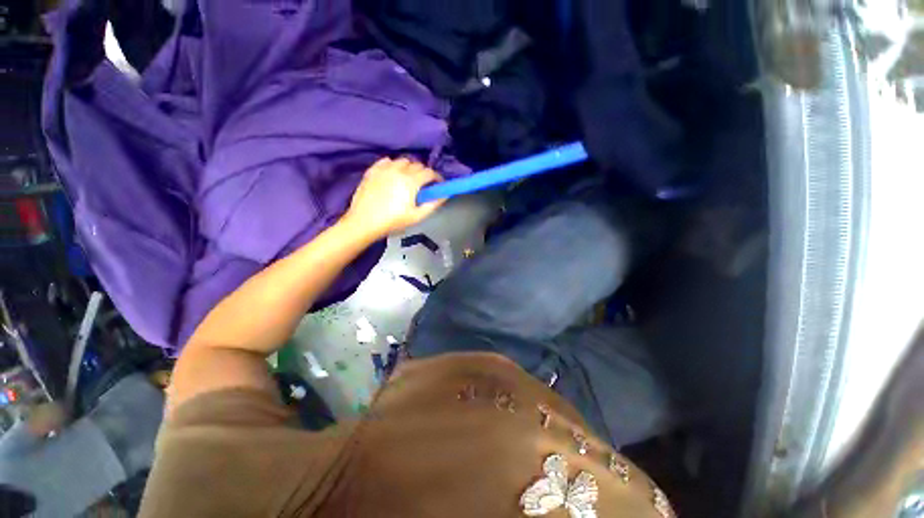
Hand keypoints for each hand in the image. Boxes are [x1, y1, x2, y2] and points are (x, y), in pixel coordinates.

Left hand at [343, 157, 444, 238]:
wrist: (364, 222)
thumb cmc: (392, 221)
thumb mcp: (416, 216)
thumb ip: (433, 204)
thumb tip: (444, 195)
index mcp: (411, 181)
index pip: (429, 172)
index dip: (437, 178)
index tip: (438, 185)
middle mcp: (399, 170)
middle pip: (417, 165)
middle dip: (424, 173)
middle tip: (424, 185)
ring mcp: (384, 169)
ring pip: (402, 161)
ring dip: (409, 168)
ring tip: (408, 179)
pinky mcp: (372, 171)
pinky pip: (386, 161)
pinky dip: (393, 165)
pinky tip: (393, 174)